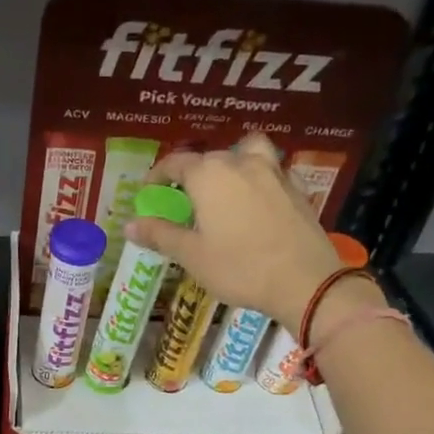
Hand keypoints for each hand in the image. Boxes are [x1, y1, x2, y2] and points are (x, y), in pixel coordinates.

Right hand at [125, 134, 345, 335]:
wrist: (303, 280)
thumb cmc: (239, 268)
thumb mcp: (192, 255)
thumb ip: (160, 235)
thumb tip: (129, 224)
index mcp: (209, 175)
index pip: (176, 163)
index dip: (158, 176)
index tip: (149, 192)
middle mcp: (240, 162)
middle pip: (209, 158)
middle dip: (191, 174)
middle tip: (182, 201)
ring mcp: (273, 171)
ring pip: (246, 153)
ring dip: (230, 163)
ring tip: (224, 188)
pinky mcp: (296, 187)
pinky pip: (270, 171)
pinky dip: (257, 178)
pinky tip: (255, 203)